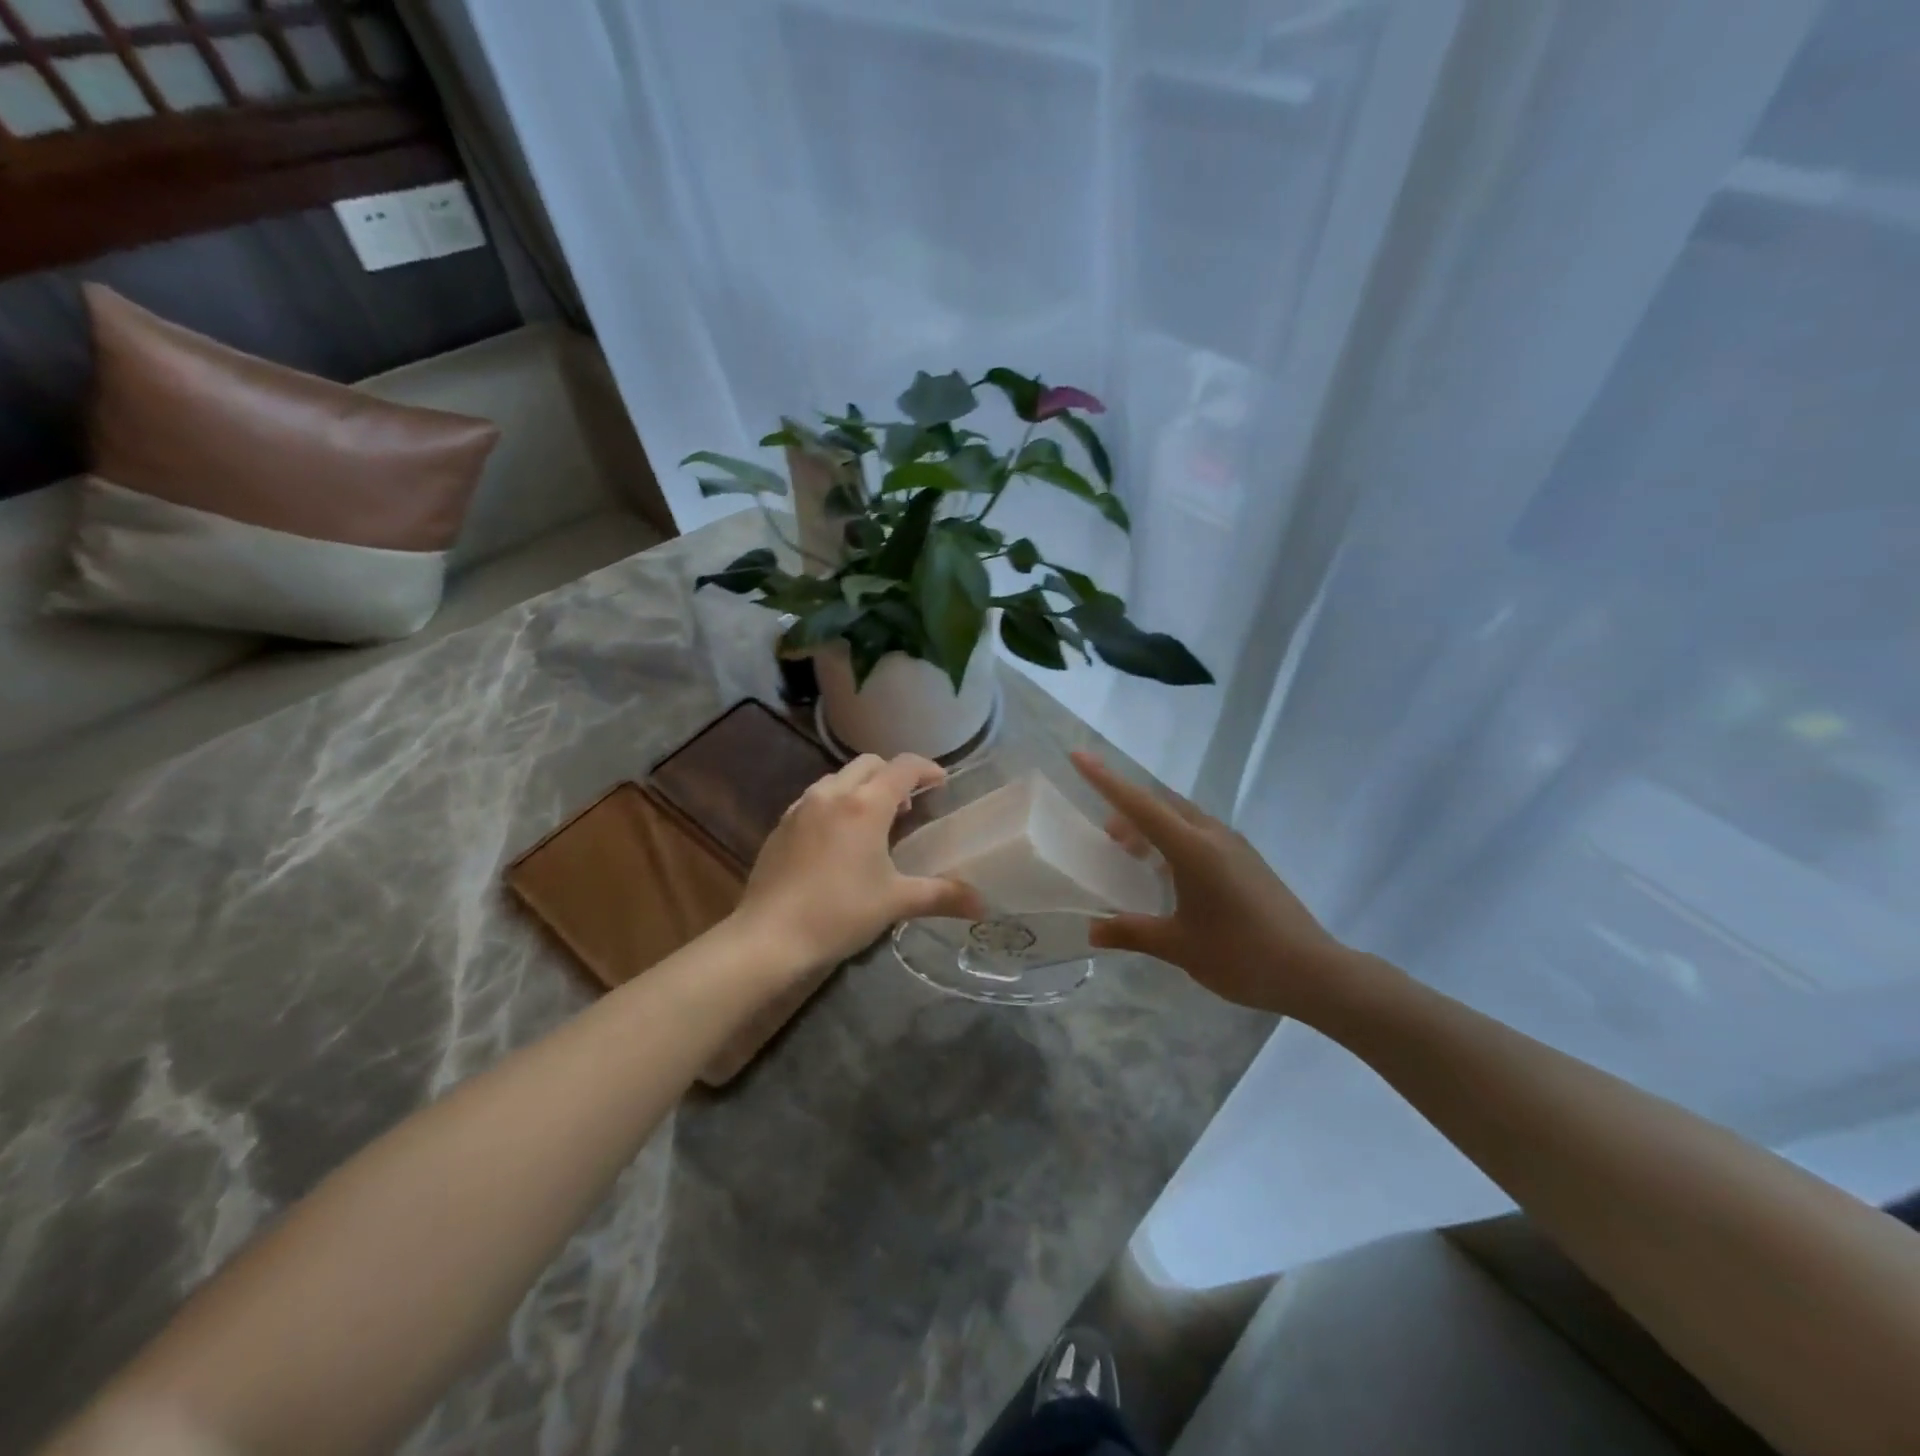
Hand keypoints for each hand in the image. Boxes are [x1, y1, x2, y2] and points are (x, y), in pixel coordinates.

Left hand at [731, 753, 987, 976]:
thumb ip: (942, 896)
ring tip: (875, 820)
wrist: (769, 938)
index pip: (903, 767)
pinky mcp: (781, 825)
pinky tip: (839, 838)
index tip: (942, 782)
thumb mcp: (896, 902)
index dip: (927, 769)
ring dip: (862, 787)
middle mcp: (832, 794)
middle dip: (893, 775)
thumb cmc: (839, 914)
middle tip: (909, 804)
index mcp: (865, 805)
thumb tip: (983, 904)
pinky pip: (816, 798)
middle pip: (869, 764)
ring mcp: (801, 807)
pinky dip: (836, 803)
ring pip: (838, 778)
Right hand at [1071, 751, 1366, 1019]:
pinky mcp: (1247, 861)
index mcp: (1193, 849)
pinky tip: (1168, 874)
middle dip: (1128, 810)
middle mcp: (1213, 836)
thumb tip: (1092, 930)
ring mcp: (1235, 846)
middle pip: (1161, 806)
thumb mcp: (1179, 947)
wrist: (1313, 971)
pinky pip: (1199, 834)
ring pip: (1182, 819)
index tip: (1079, 755)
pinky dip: (1173, 840)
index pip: (1139, 805)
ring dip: (1152, 826)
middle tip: (1105, 837)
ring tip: (1132, 855)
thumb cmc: (1241, 955)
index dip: (1105, 780)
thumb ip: (1132, 932)